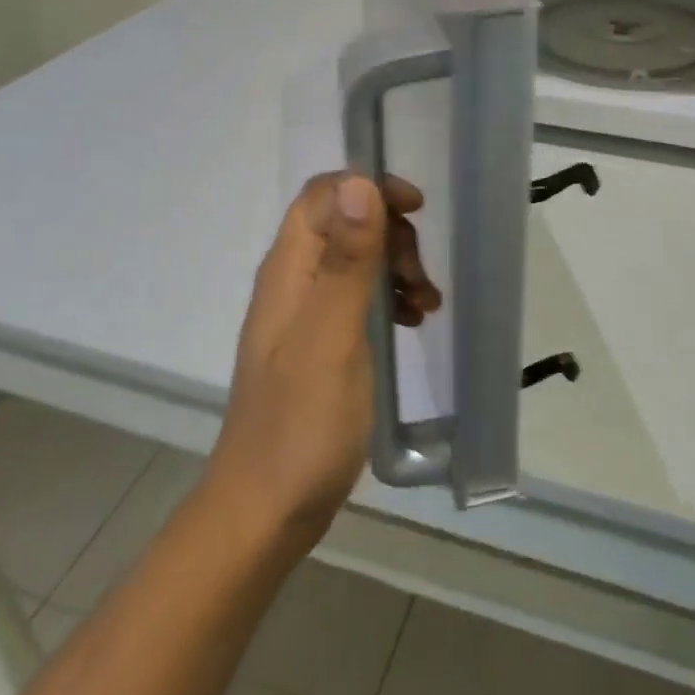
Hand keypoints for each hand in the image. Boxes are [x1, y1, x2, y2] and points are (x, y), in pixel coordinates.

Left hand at [204, 173, 437, 553]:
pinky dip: (390, 299)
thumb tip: (360, 183)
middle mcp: (292, 282)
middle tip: (421, 276)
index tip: (416, 210)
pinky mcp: (320, 344)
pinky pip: (359, 298)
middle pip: (345, 223)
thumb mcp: (332, 337)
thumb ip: (346, 261)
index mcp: (288, 270)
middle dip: (390, 235)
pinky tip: (414, 322)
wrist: (265, 512)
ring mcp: (305, 314)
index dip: (369, 187)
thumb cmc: (301, 424)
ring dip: (396, 268)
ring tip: (428, 303)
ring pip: (356, 260)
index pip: (324, 195)